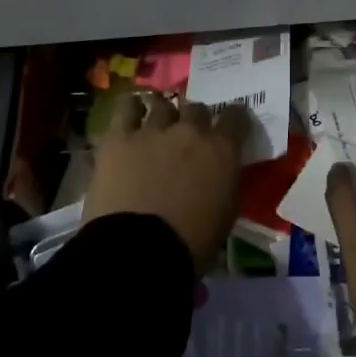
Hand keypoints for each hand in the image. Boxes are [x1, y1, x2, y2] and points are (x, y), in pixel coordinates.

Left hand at [84, 93, 248, 269]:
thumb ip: (227, 182)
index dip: (234, 120)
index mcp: (222, 150)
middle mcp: (190, 131)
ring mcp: (153, 130)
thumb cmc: (192, 242)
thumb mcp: (227, 213)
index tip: (230, 128)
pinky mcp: (119, 138)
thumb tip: (221, 173)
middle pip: (197, 108)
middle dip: (195, 120)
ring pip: (162, 105)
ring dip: (163, 115)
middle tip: (188, 137)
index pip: (236, 117)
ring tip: (157, 125)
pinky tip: (131, 115)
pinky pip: (126, 108)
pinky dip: (131, 109)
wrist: (140, 251)